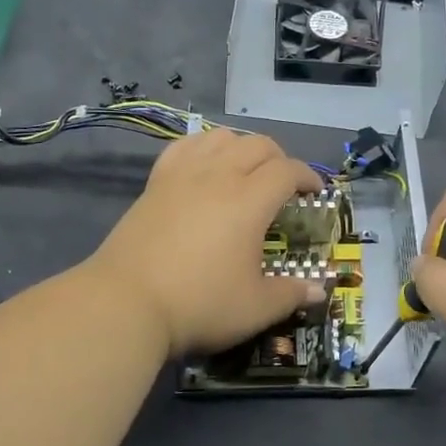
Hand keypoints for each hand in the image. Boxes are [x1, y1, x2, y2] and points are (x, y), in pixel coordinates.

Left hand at [88, 128, 324, 356]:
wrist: (125, 304)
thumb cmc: (199, 304)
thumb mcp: (255, 308)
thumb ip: (291, 294)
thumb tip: (320, 290)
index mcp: (250, 200)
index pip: (287, 170)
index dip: (307, 176)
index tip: (316, 193)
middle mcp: (219, 176)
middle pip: (257, 145)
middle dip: (279, 158)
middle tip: (284, 185)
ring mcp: (183, 175)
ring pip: (220, 137)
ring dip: (241, 147)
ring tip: (245, 171)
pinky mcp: (155, 182)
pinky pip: (184, 147)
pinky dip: (203, 147)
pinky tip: (204, 165)